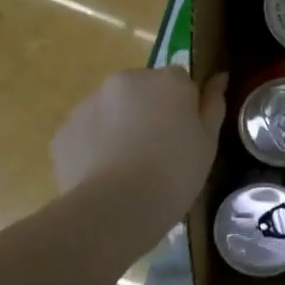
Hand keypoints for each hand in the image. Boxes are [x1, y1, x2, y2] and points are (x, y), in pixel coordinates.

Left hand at [52, 67, 228, 230]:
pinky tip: (105, 174)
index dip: (183, 107)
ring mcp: (89, 103)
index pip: (180, 80)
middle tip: (158, 150)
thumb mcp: (208, 140)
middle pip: (143, 89)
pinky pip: (87, 132)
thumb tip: (219, 76)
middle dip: (149, 110)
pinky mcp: (65, 130)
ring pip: (112, 108)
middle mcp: (125, 80)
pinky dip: (95, 145)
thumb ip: (213, 103)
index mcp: (167, 80)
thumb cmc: (175, 172)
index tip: (185, 134)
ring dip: (120, 125)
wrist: (117, 208)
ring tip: (128, 166)